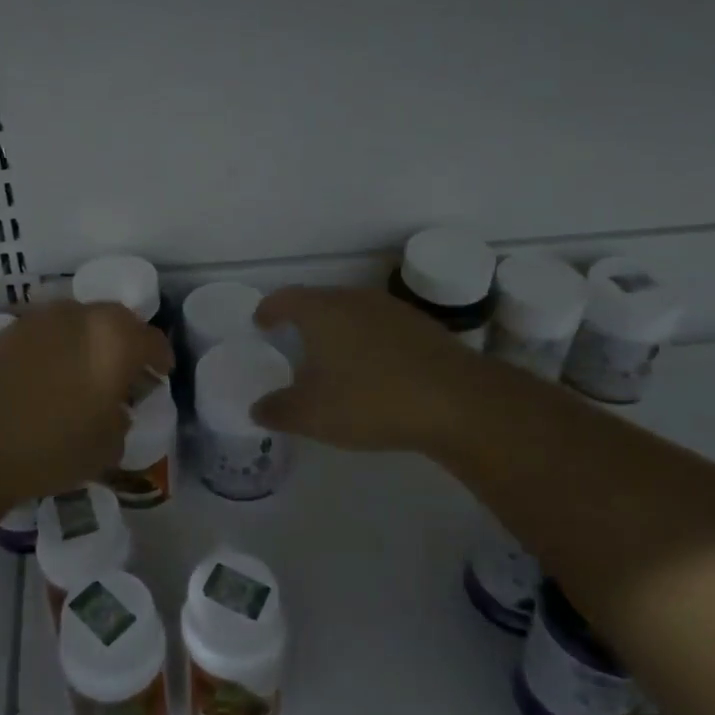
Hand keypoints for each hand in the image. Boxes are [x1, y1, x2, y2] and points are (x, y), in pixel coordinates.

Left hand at [0, 300, 172, 503]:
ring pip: (80, 320)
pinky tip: (49, 374)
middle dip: (126, 342)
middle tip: (124, 370)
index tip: (160, 375)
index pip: (152, 341)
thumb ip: (121, 419)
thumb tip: (115, 408)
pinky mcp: (10, 328)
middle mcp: (82, 316)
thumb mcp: (107, 446)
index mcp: (116, 341)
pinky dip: (57, 345)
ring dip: (89, 340)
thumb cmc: (52, 447)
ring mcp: (43, 318)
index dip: (160, 359)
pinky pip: (48, 331)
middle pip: (117, 320)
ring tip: (84, 370)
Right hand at [251, 286, 477, 455]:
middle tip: (292, 340)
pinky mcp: (422, 327)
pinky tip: (373, 368)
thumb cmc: (370, 400)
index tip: (261, 322)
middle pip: (320, 301)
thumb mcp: (312, 415)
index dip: (269, 309)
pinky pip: (381, 327)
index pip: (286, 298)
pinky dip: (368, 341)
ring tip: (333, 356)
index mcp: (322, 311)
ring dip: (338, 329)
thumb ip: (278, 410)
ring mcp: (392, 309)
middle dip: (303, 318)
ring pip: (353, 312)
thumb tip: (258, 408)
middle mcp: (354, 299)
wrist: (457, 401)